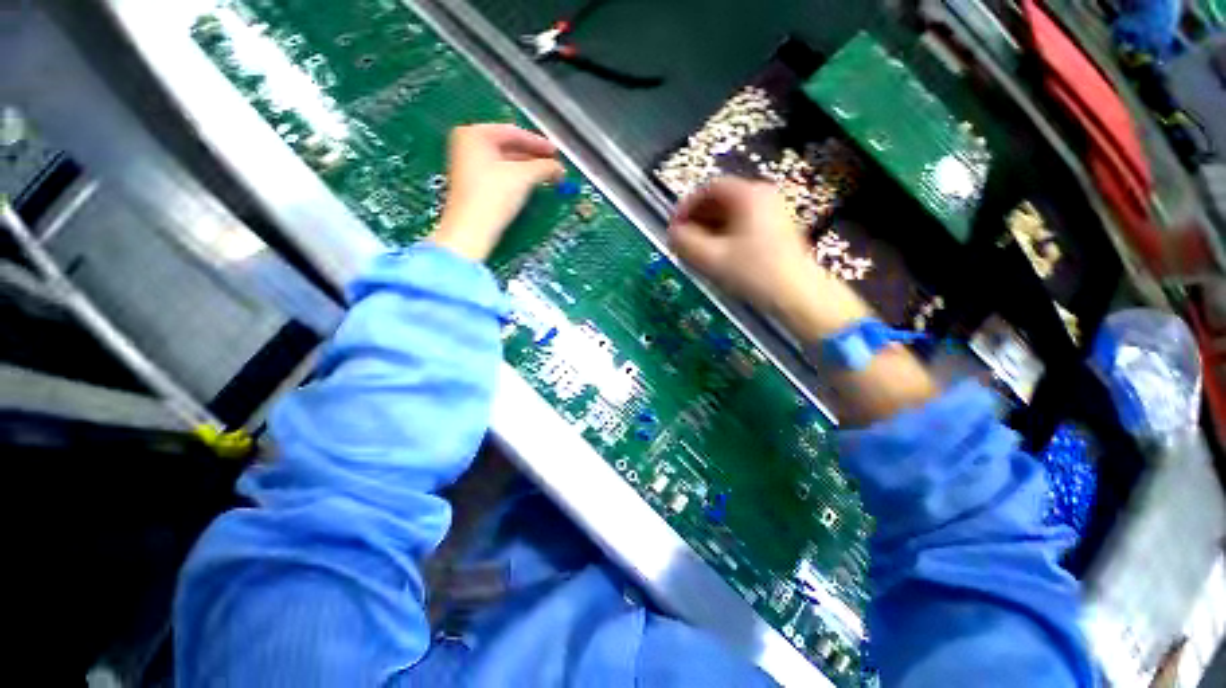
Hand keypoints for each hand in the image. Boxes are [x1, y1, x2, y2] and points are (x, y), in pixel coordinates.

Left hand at [431, 124, 565, 260]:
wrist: (471, 230)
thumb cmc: (494, 195)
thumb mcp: (524, 177)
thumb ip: (544, 167)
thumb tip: (560, 168)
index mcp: (474, 134)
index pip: (513, 132)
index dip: (538, 143)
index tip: (556, 152)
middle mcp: (467, 145)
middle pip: (508, 146)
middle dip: (533, 157)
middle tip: (553, 165)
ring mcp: (467, 165)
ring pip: (504, 161)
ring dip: (527, 168)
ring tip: (546, 176)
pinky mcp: (472, 185)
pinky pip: (498, 173)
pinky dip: (516, 177)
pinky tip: (529, 185)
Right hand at [670, 178, 932, 423]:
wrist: (799, 295)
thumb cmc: (754, 273)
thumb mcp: (712, 259)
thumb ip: (685, 243)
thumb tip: (672, 233)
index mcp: (748, 195)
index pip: (708, 188)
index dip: (685, 207)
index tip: (674, 229)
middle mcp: (762, 196)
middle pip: (720, 199)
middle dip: (696, 220)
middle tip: (683, 243)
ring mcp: (773, 212)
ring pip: (730, 214)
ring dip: (709, 230)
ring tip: (697, 253)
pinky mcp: (776, 230)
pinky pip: (742, 224)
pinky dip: (724, 236)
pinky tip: (717, 256)